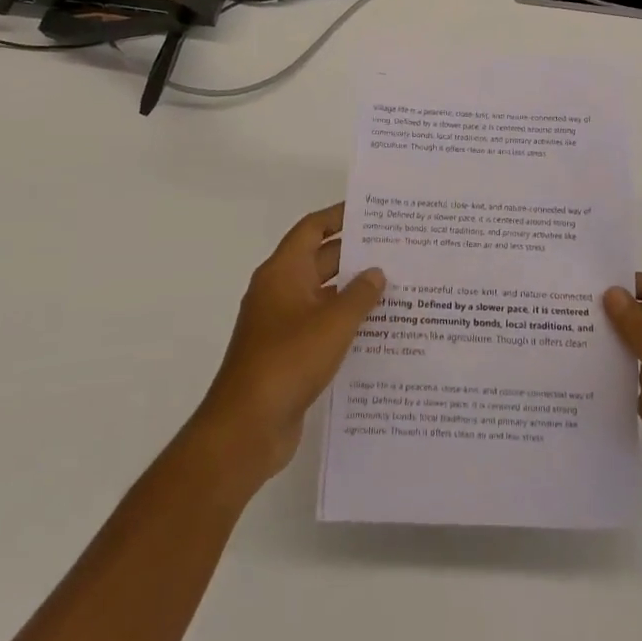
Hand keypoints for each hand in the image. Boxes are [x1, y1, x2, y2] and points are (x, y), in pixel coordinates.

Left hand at [189, 203, 384, 491]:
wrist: (246, 428)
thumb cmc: (288, 361)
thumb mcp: (333, 323)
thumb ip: (360, 295)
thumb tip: (376, 272)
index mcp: (283, 272)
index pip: (312, 229)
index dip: (339, 216)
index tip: (372, 212)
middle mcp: (279, 291)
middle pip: (320, 260)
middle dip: (354, 253)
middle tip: (395, 249)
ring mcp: (281, 324)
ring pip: (323, 295)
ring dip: (353, 291)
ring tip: (395, 286)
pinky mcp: (288, 354)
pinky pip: (321, 325)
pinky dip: (345, 322)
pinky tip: (377, 329)